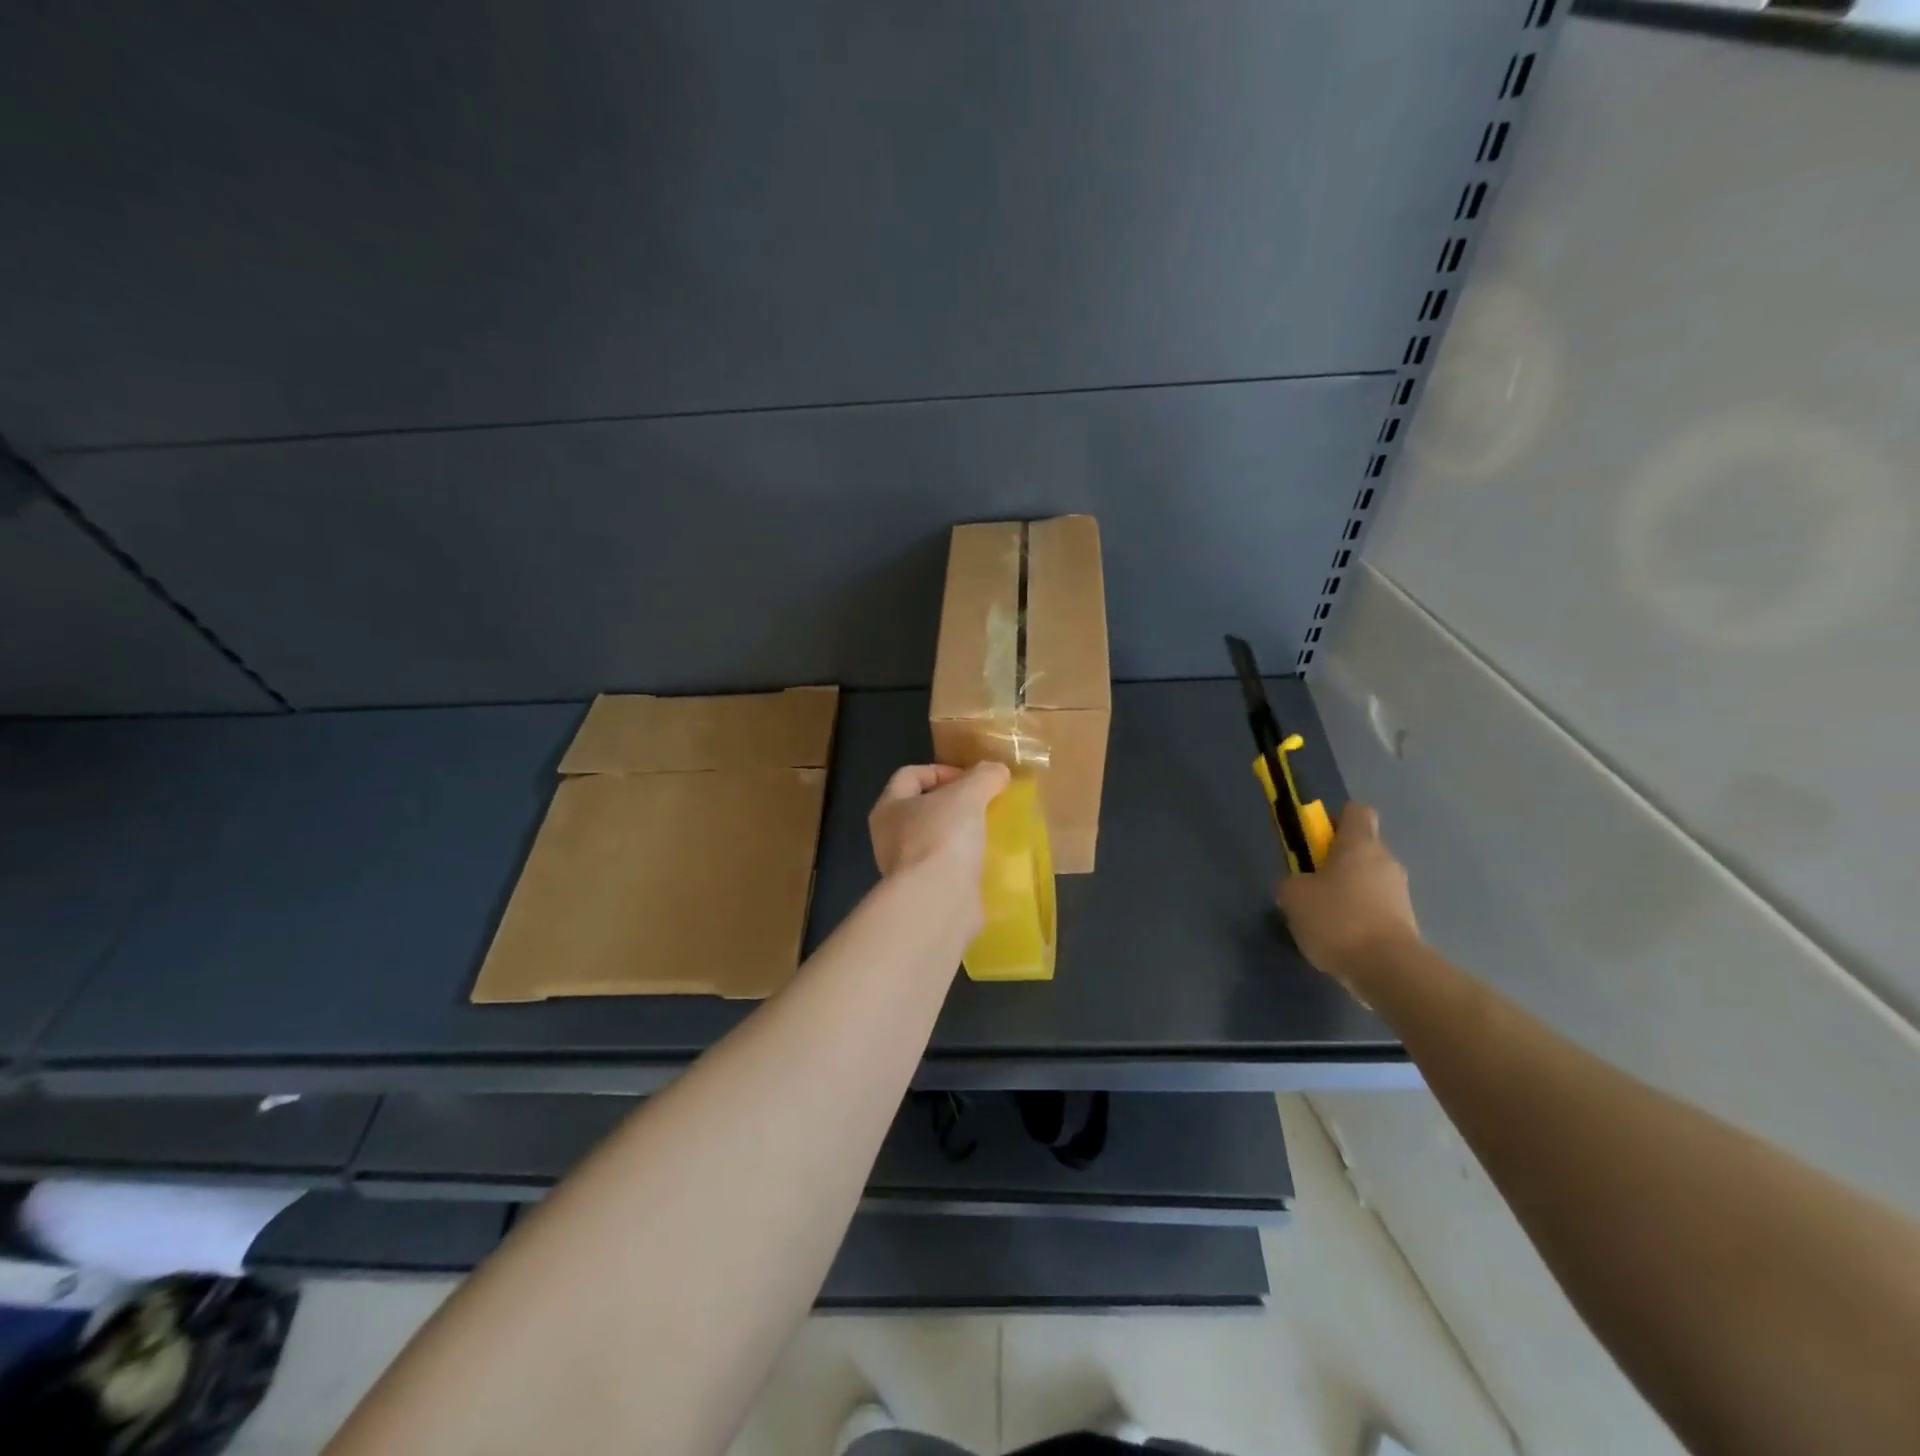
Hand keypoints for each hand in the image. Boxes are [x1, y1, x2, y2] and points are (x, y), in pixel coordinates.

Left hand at [868, 761, 1009, 884]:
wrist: (938, 902)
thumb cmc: (943, 837)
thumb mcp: (968, 794)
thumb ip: (984, 777)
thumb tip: (997, 771)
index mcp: (889, 808)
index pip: (910, 776)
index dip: (941, 770)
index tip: (972, 779)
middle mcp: (890, 838)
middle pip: (923, 809)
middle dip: (954, 804)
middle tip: (984, 804)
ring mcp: (906, 870)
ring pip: (936, 841)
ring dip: (961, 835)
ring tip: (990, 832)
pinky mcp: (926, 894)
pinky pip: (947, 869)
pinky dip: (965, 863)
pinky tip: (988, 861)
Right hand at [1275, 802, 1421, 990]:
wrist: (1388, 969)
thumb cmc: (1337, 919)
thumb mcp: (1293, 896)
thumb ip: (1292, 882)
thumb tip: (1299, 885)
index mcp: (1360, 844)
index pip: (1356, 811)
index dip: (1334, 820)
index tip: (1314, 840)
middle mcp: (1385, 860)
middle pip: (1361, 848)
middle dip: (1335, 861)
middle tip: (1309, 884)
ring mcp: (1400, 892)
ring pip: (1367, 880)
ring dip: (1346, 891)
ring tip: (1322, 918)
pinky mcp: (1405, 921)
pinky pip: (1375, 907)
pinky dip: (1358, 916)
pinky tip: (1340, 938)